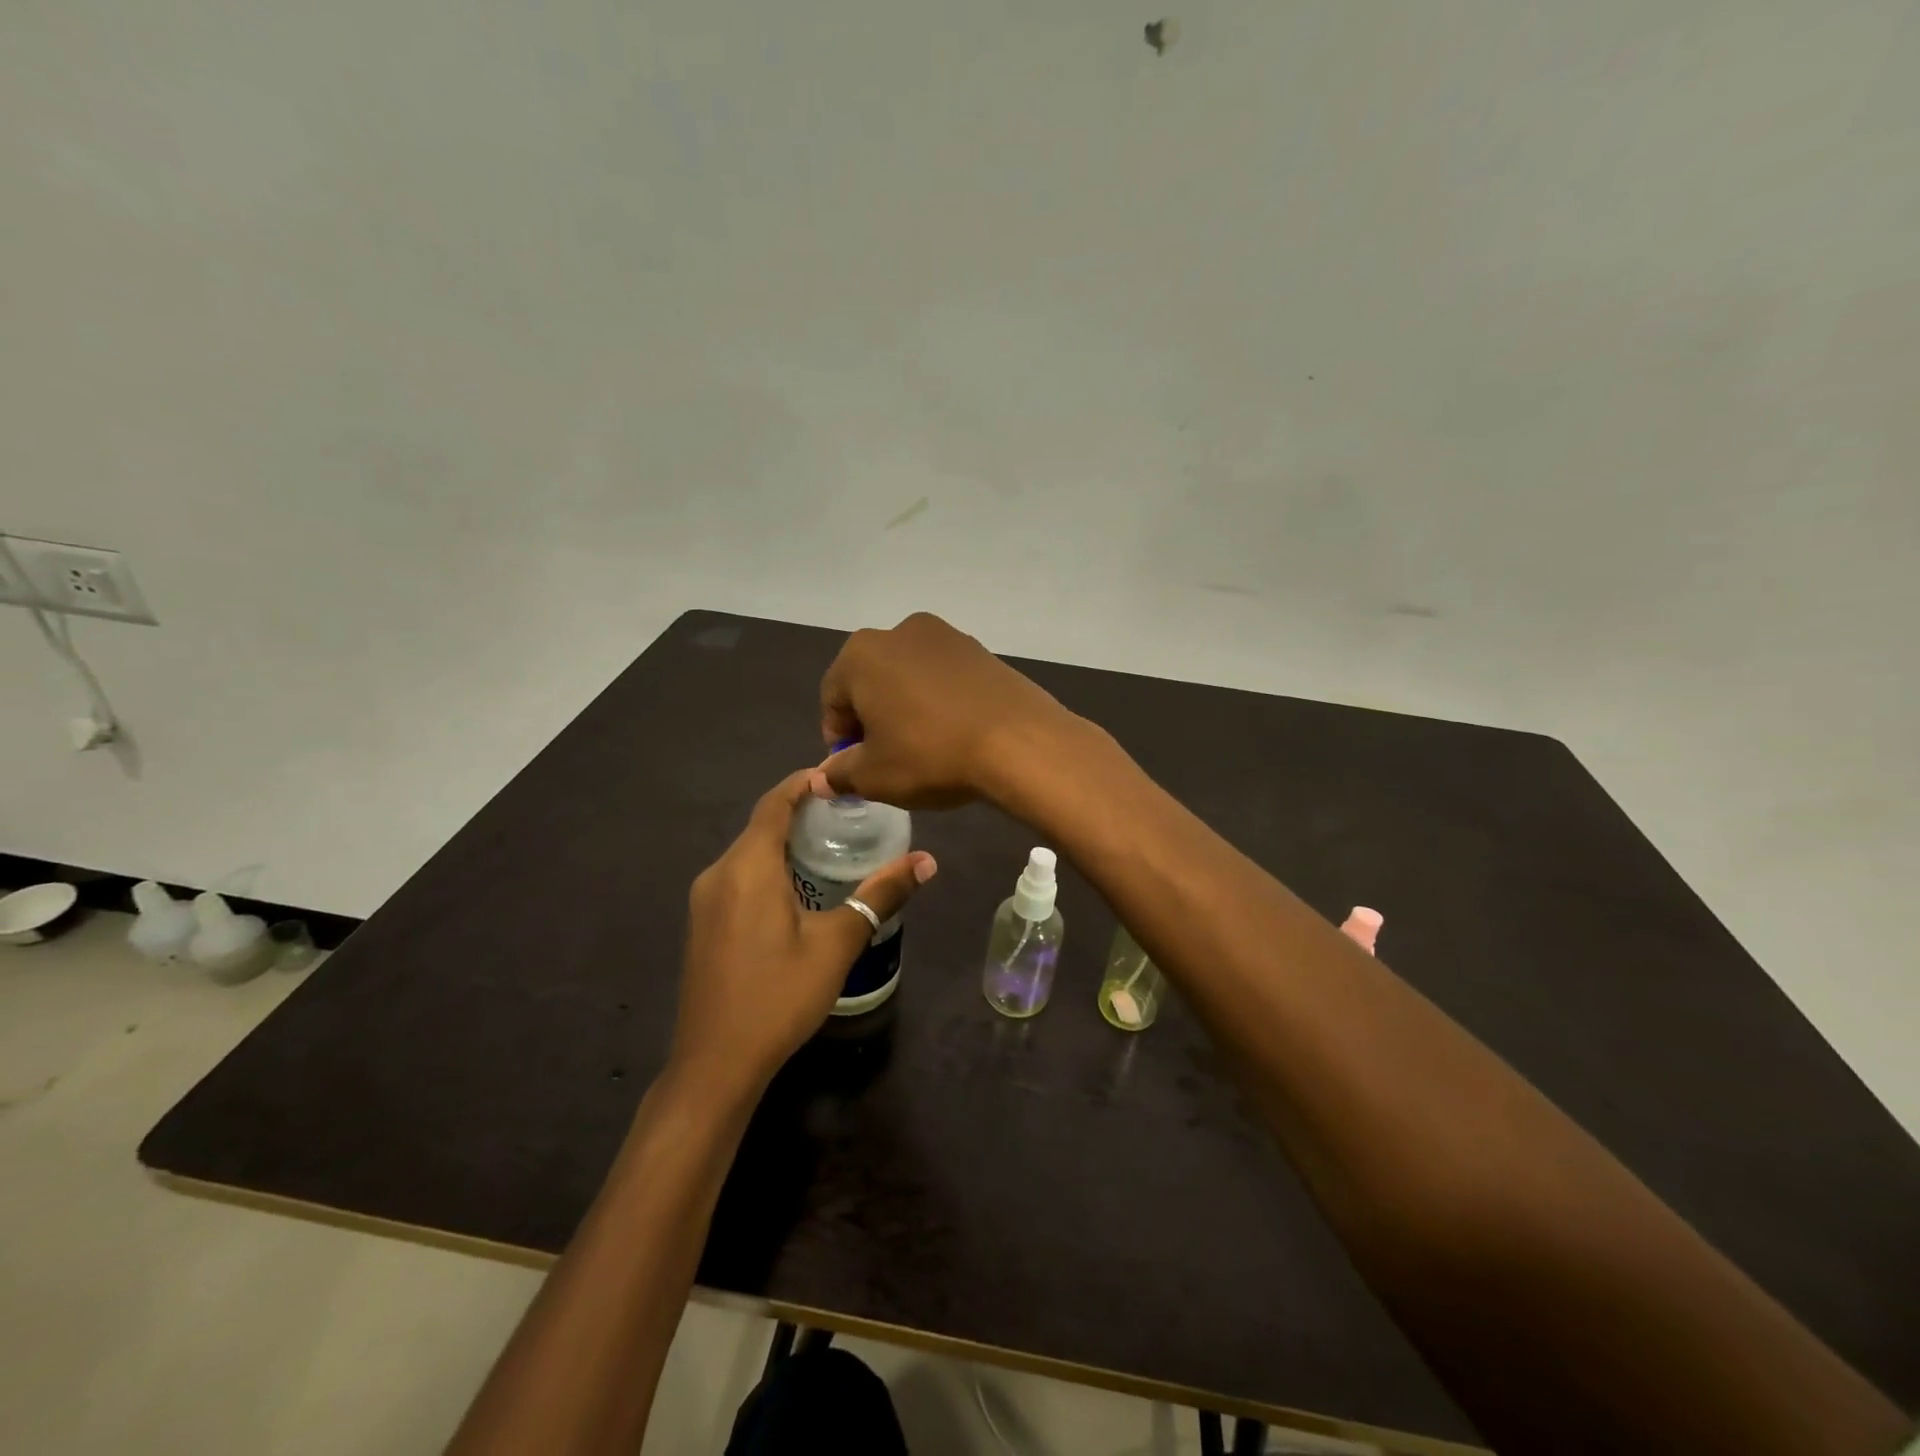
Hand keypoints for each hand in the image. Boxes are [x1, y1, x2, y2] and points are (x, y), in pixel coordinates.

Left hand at [668, 770, 936, 1100]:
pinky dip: (770, 866)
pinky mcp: (703, 924)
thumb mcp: (837, 943)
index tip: (839, 775)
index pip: (775, 803)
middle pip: (761, 825)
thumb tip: (926, 861)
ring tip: (831, 842)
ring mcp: (705, 900)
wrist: (715, 1064)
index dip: (804, 783)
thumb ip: (880, 895)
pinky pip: (739, 876)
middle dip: (801, 811)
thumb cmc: (779, 996)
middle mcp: (719, 873)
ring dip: (785, 840)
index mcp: (747, 866)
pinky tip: (799, 885)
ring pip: (749, 852)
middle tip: (849, 810)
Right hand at [814, 612, 1079, 808]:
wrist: (1018, 741)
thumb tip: (822, 778)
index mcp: (861, 654)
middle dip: (872, 719)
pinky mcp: (981, 650)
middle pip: (871, 681)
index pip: (833, 698)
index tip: (854, 767)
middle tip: (887, 758)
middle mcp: (900, 632)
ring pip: (909, 677)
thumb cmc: (930, 755)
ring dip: (906, 708)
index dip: (838, 738)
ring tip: (924, 747)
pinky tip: (954, 733)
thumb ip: (840, 773)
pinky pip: (945, 678)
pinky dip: (940, 701)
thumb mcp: (875, 776)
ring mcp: (946, 636)